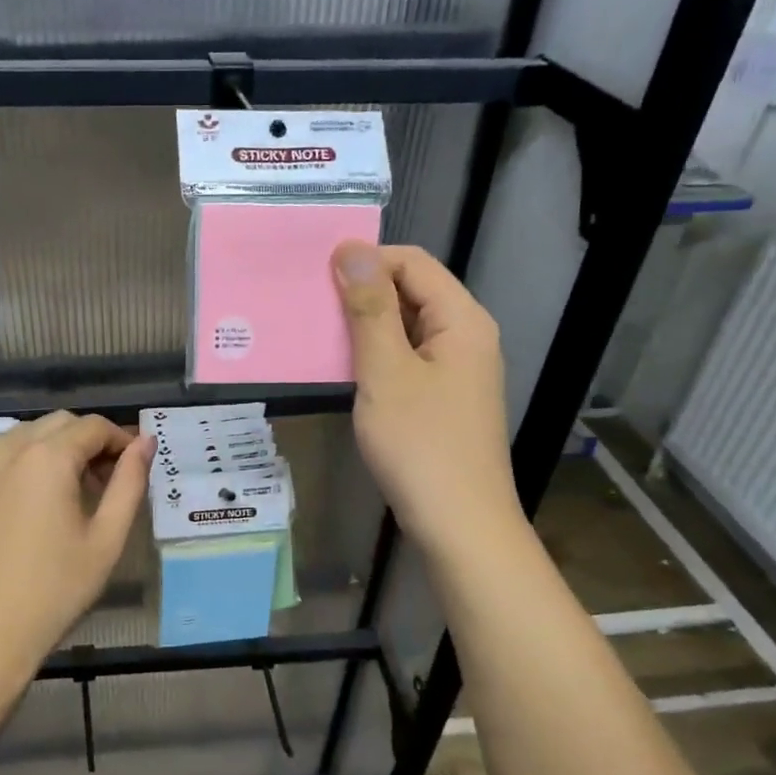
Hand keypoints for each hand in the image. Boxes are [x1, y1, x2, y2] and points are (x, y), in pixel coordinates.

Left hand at [0, 413, 152, 695]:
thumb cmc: (53, 591)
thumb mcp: (106, 540)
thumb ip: (130, 484)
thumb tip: (145, 443)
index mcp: (47, 457)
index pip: (93, 426)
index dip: (122, 441)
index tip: (137, 470)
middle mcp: (10, 451)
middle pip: (60, 423)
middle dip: (91, 441)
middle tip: (111, 483)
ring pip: (29, 435)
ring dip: (60, 449)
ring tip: (79, 493)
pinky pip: (6, 458)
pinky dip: (32, 463)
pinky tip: (43, 505)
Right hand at [332, 242, 522, 556]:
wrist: (459, 524)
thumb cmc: (420, 445)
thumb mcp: (386, 372)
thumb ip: (369, 309)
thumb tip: (351, 250)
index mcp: (462, 320)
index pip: (413, 263)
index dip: (366, 260)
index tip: (315, 274)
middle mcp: (466, 337)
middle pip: (413, 292)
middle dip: (362, 292)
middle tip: (309, 304)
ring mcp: (456, 371)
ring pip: (406, 329)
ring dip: (364, 326)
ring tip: (316, 332)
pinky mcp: (443, 400)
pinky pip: (406, 360)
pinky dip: (375, 357)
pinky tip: (342, 370)